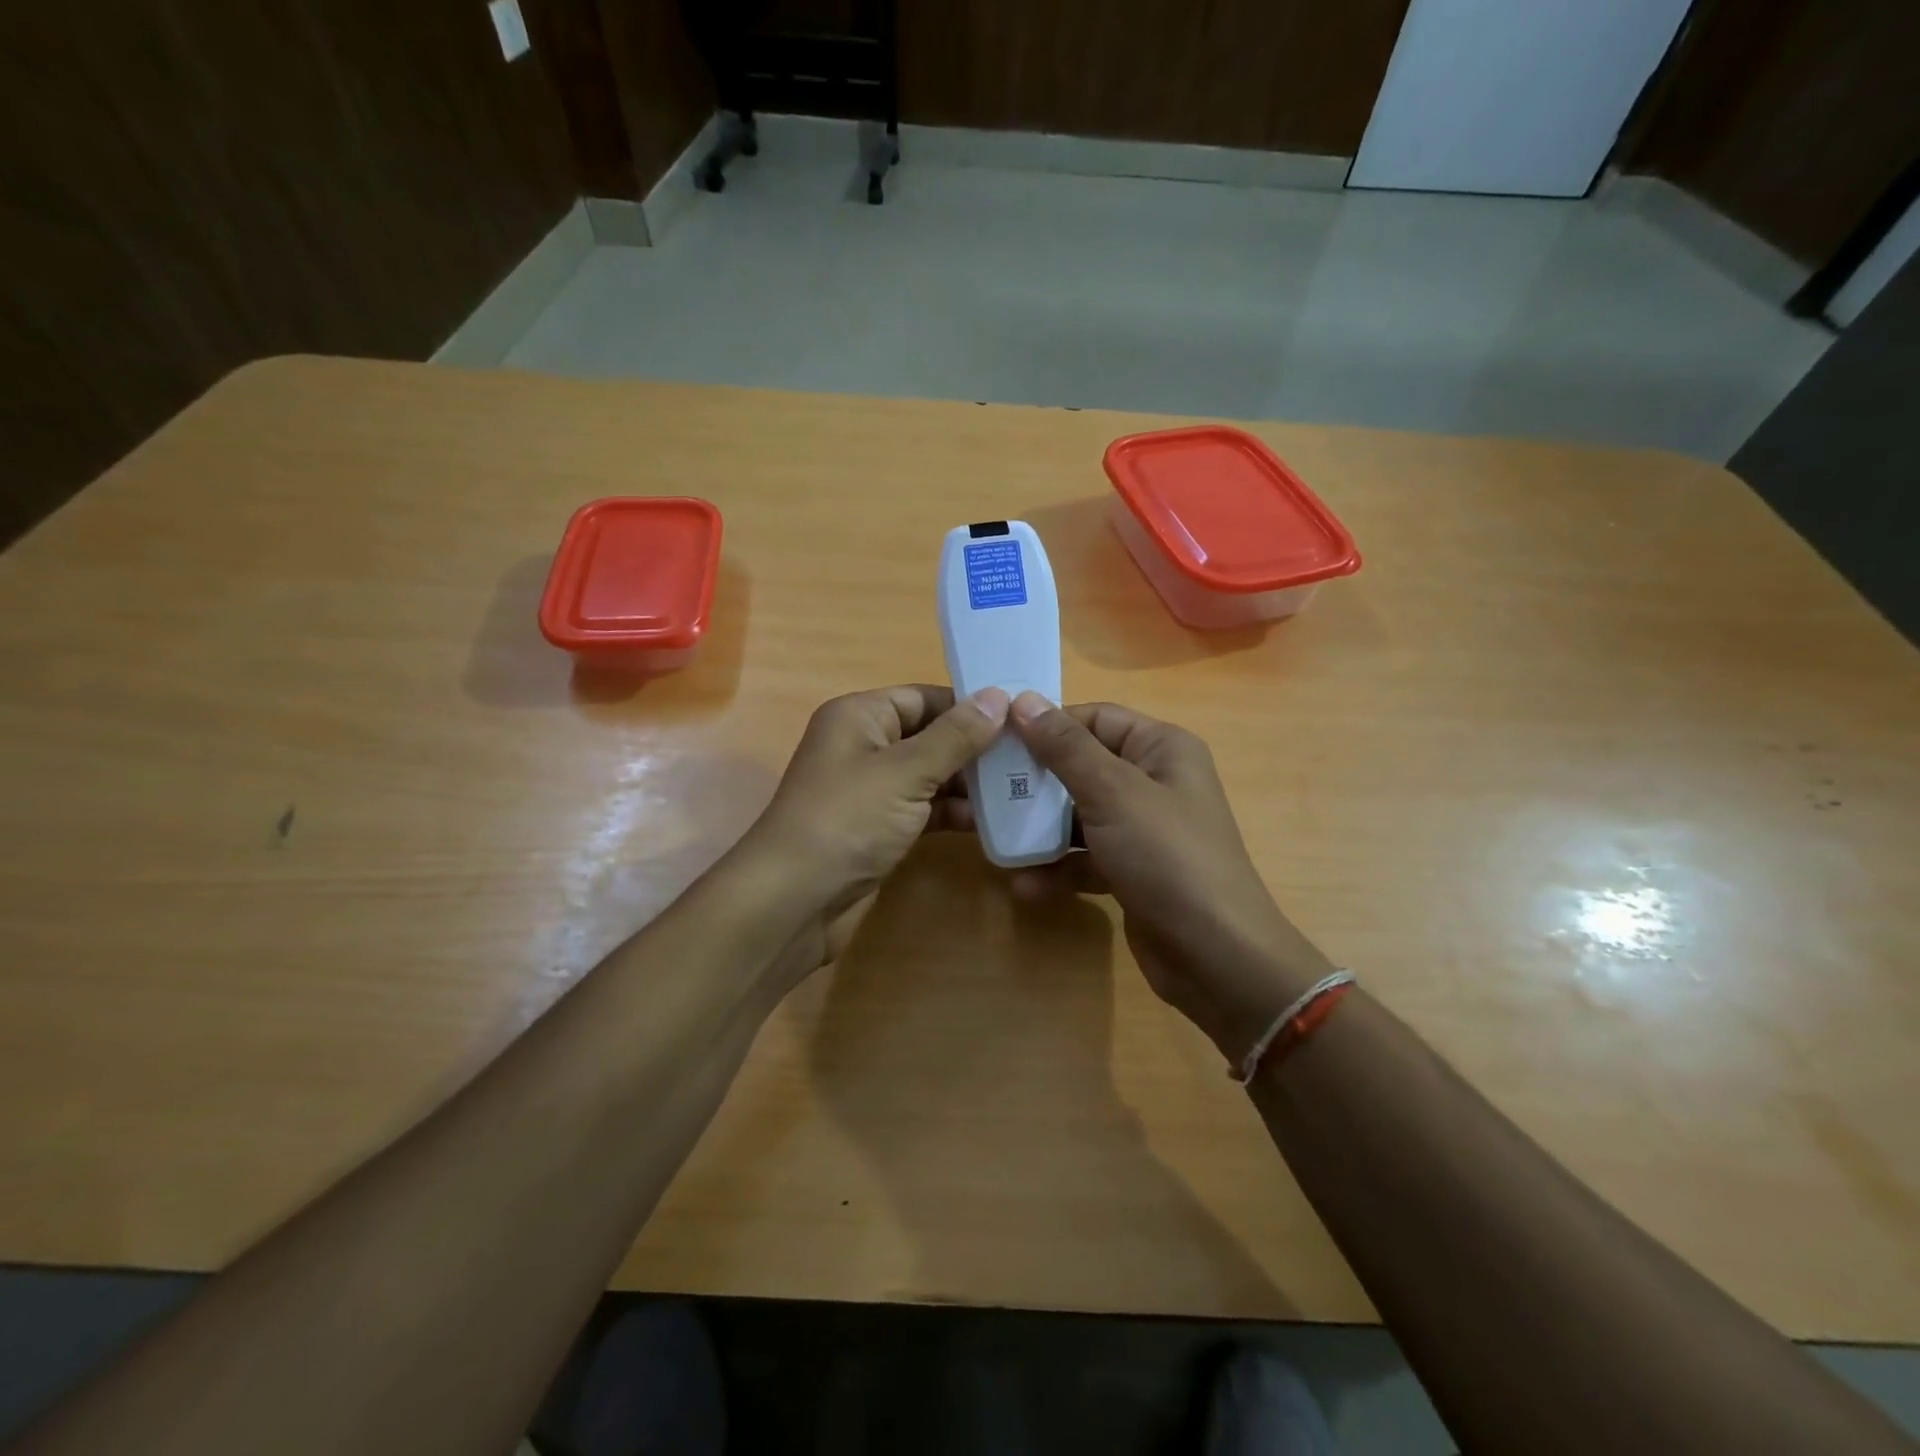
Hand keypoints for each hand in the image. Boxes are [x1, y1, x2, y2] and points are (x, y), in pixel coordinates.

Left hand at [740, 683, 1009, 971]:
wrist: (795, 901)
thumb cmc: (848, 820)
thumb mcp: (906, 771)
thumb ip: (955, 736)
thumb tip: (999, 696)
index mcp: (860, 716)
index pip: (924, 697)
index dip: (970, 706)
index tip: (1021, 717)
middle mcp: (864, 746)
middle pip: (930, 735)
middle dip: (975, 748)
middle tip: (1030, 756)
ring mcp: (871, 790)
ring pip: (930, 775)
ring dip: (969, 783)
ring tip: (1021, 788)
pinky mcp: (878, 828)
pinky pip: (923, 809)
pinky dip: (952, 813)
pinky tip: (991, 821)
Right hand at [1006, 693, 1336, 1065]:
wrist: (1217, 958)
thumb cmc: (1167, 857)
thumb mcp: (1113, 793)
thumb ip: (1066, 748)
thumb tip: (1023, 700)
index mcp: (1161, 749)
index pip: (1095, 719)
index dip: (1048, 725)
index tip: (997, 739)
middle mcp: (1154, 782)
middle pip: (1082, 766)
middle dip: (1035, 781)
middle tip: (986, 790)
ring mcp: (1143, 830)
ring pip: (1079, 815)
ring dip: (1040, 829)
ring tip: (997, 839)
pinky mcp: (1132, 871)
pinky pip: (1086, 857)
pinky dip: (1059, 868)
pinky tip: (1024, 885)